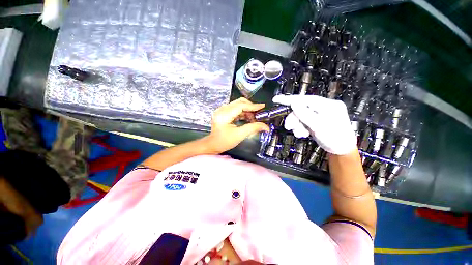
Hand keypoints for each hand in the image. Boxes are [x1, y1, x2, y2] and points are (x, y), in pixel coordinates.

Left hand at [207, 98, 269, 152]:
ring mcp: (222, 110)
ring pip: (238, 105)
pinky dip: (243, 113)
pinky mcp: (223, 112)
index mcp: (224, 115)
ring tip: (254, 118)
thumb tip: (266, 127)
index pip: (240, 105)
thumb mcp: (239, 135)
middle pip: (239, 102)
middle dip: (250, 107)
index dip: (252, 106)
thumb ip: (253, 128)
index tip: (262, 106)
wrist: (213, 145)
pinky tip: (248, 119)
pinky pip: (235, 109)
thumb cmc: (224, 142)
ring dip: (247, 110)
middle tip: (259, 113)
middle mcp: (222, 109)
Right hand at [273, 95, 356, 154]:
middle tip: (288, 127)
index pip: (305, 99)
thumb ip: (305, 114)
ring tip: (300, 133)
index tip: (276, 99)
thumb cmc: (335, 138)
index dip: (289, 99)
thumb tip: (293, 103)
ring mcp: (318, 115)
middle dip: (294, 119)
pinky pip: (303, 122)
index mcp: (327, 105)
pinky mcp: (315, 122)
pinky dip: (300, 128)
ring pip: (300, 117)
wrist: (341, 151)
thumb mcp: (319, 126)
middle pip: (301, 109)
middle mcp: (322, 108)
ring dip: (297, 125)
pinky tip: (303, 134)